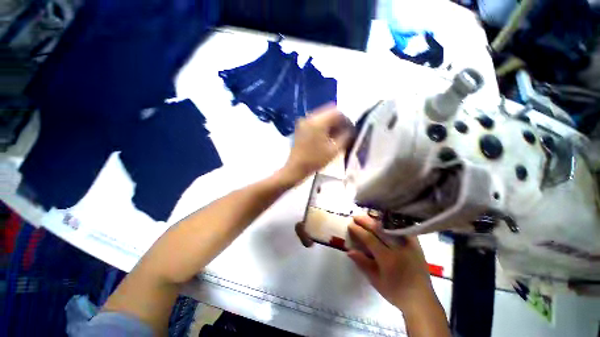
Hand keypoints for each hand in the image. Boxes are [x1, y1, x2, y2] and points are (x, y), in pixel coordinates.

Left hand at [281, 103, 352, 183]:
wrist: (296, 168)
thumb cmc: (315, 160)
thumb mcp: (334, 150)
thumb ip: (345, 137)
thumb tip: (351, 130)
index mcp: (318, 122)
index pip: (337, 112)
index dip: (346, 120)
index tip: (351, 130)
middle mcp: (310, 117)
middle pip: (329, 112)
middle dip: (339, 122)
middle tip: (345, 133)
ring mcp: (304, 122)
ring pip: (323, 117)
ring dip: (331, 124)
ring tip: (336, 137)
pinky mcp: (301, 128)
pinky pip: (316, 122)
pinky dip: (324, 127)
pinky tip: (327, 138)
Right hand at [347, 215, 436, 312]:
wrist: (421, 300)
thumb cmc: (395, 292)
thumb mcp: (376, 281)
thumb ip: (362, 263)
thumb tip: (349, 250)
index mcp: (388, 259)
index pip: (369, 239)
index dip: (358, 230)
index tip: (351, 224)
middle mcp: (399, 249)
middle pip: (379, 229)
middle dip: (366, 221)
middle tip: (356, 216)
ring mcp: (409, 245)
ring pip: (391, 226)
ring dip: (378, 219)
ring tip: (368, 215)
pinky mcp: (417, 245)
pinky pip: (404, 229)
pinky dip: (393, 223)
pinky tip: (386, 220)